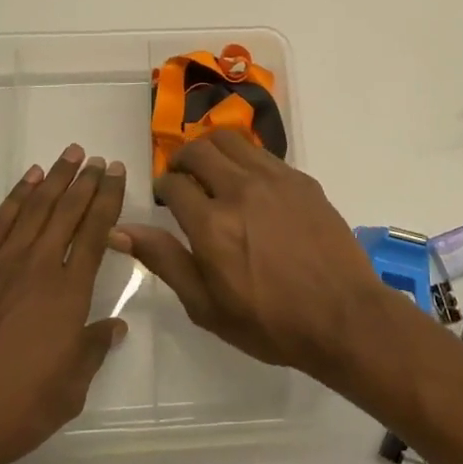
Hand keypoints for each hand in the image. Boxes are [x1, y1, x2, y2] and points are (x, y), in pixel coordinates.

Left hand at [0, 145, 128, 463]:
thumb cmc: (12, 412)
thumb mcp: (69, 391)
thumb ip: (93, 351)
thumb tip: (115, 325)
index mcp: (68, 294)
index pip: (95, 232)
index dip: (109, 199)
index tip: (118, 173)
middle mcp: (37, 267)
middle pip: (67, 212)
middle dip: (87, 182)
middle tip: (100, 159)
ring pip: (34, 208)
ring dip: (55, 179)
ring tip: (71, 155)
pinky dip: (16, 197)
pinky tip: (28, 182)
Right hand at [113, 131, 393, 375]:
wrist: (343, 317)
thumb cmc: (270, 322)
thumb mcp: (206, 306)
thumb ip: (164, 260)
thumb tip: (120, 230)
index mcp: (211, 224)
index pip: (173, 184)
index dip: (162, 188)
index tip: (165, 199)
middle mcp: (239, 190)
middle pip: (199, 150)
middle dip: (183, 160)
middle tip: (184, 179)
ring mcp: (274, 179)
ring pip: (231, 140)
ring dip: (213, 150)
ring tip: (213, 171)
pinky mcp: (301, 179)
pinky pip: (263, 153)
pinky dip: (245, 159)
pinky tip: (250, 183)